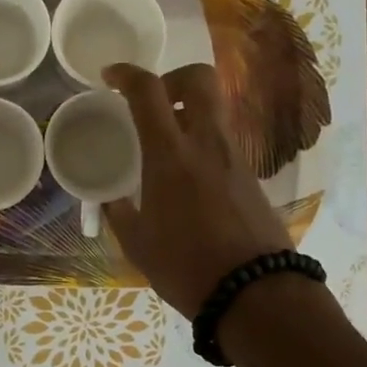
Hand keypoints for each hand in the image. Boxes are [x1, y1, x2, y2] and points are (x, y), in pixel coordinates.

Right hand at [104, 63, 293, 316]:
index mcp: (170, 155)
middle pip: (199, 79)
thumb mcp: (138, 244)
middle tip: (152, 103)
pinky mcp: (251, 175)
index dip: (126, 74)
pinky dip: (202, 141)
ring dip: (188, 112)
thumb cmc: (187, 268)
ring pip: (214, 110)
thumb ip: (120, 213)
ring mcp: (234, 158)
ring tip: (165, 144)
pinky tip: (187, 176)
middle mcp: (206, 144)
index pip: (148, 92)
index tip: (110, 77)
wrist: (256, 293)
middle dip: (172, 78)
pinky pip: (222, 140)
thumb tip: (112, 200)